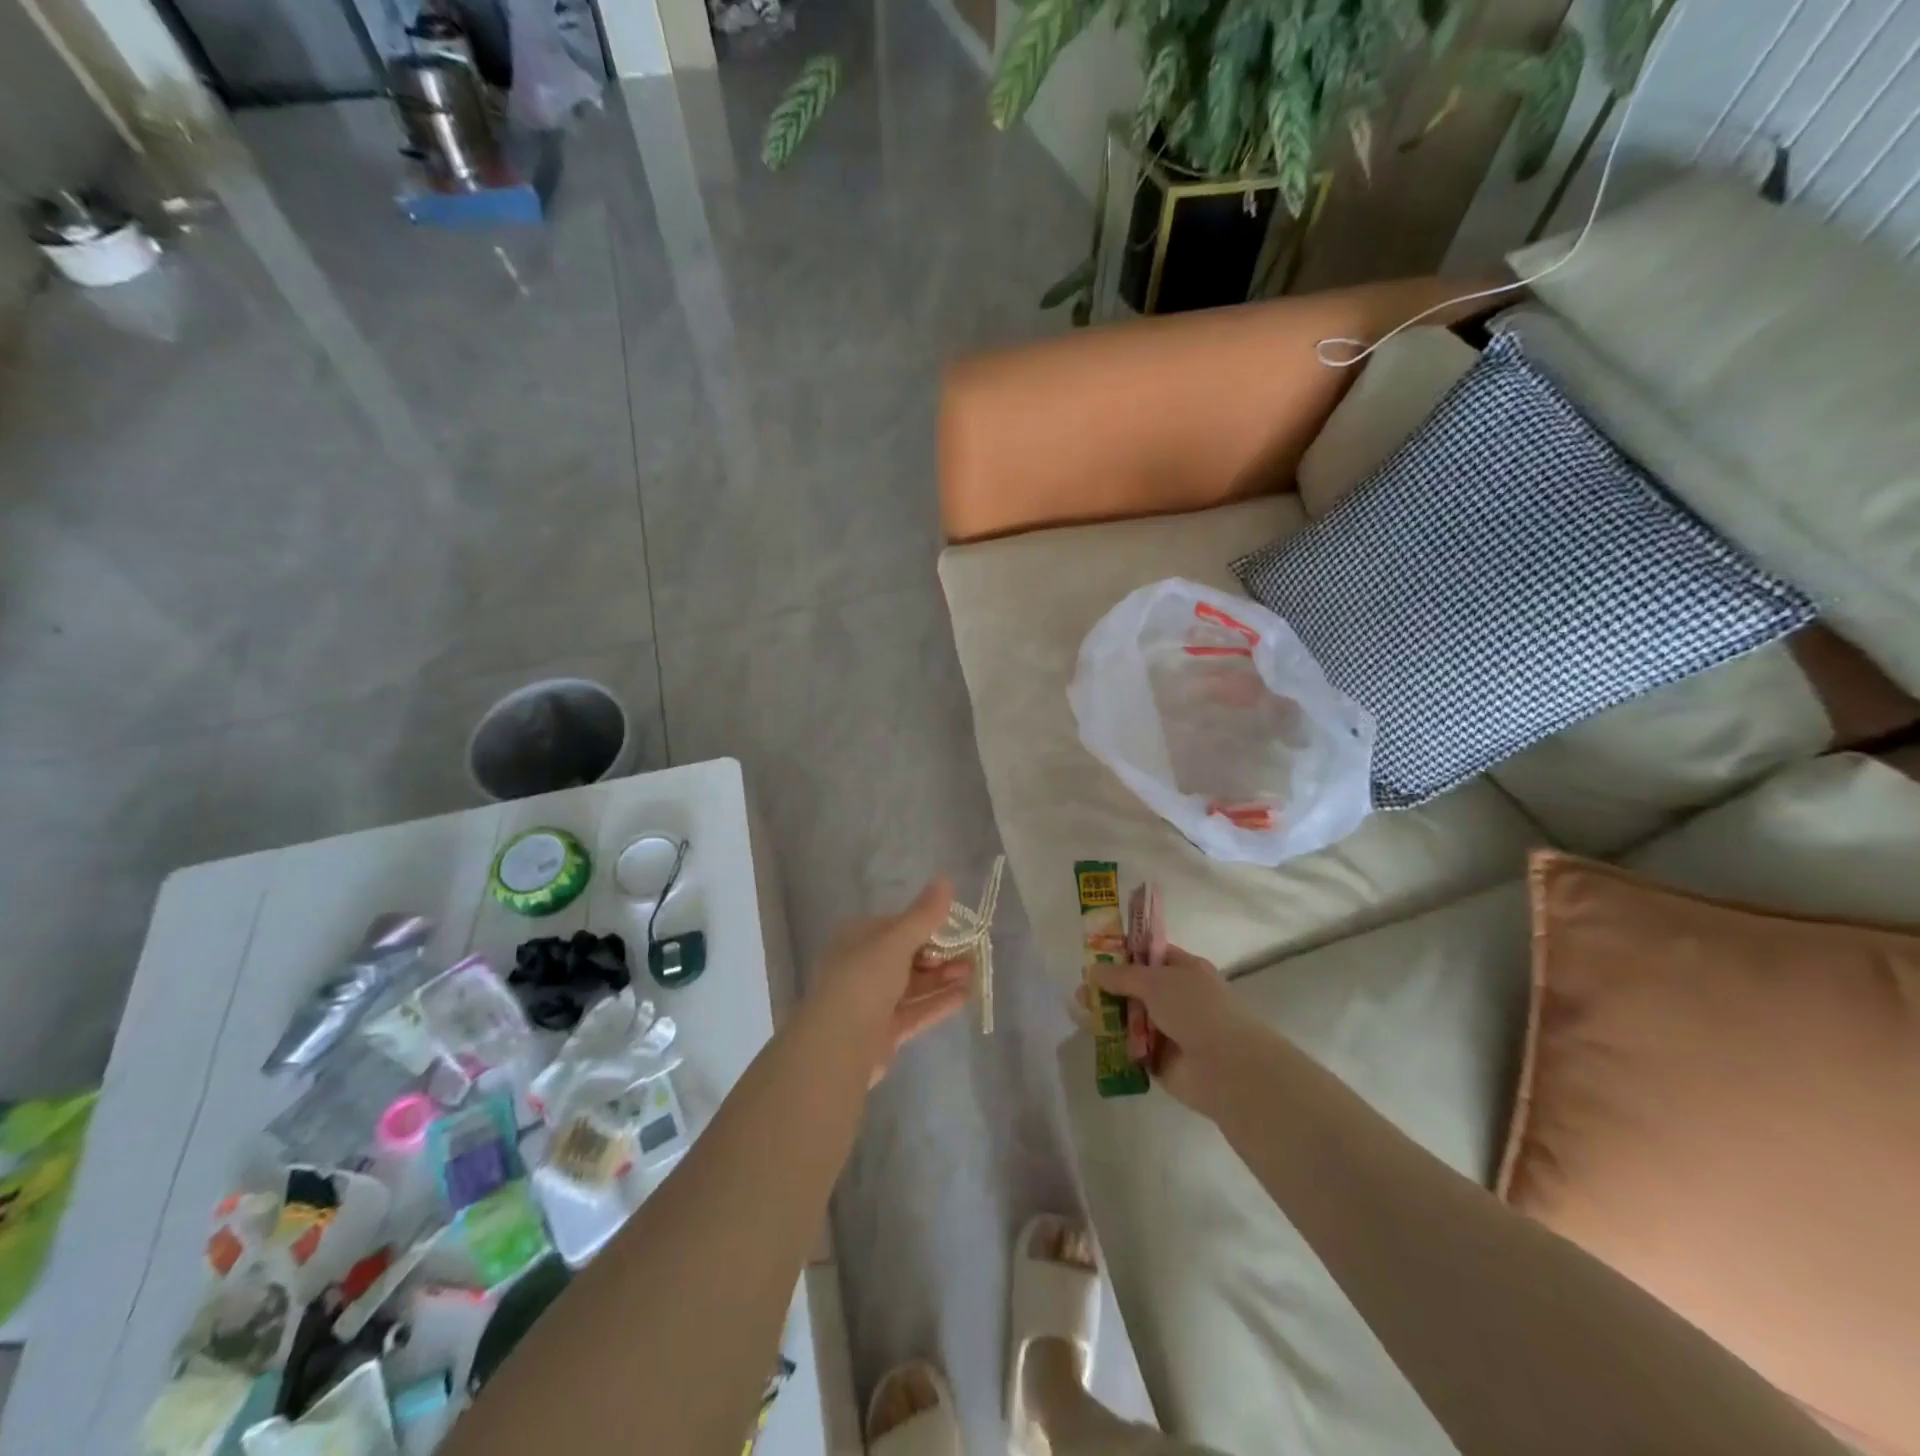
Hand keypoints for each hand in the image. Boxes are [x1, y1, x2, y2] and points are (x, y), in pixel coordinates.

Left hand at [807, 877, 976, 1085]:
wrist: (838, 1045)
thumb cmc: (864, 980)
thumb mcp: (896, 940)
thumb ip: (924, 914)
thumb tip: (946, 878)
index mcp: (857, 939)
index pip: (896, 926)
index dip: (926, 926)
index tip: (953, 928)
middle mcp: (861, 968)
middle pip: (906, 957)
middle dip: (939, 955)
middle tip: (970, 955)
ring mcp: (871, 1002)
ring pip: (912, 985)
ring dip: (942, 978)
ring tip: (973, 973)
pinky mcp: (883, 1032)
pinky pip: (915, 1011)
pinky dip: (938, 1003)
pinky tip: (965, 996)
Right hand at [1085, 946, 1259, 1115]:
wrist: (1228, 1068)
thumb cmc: (1197, 1010)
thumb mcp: (1157, 981)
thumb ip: (1122, 975)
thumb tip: (1093, 970)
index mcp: (1184, 970)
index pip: (1148, 954)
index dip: (1122, 953)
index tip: (1094, 955)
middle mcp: (1176, 997)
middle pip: (1134, 987)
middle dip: (1107, 986)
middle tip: (1082, 989)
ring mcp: (1168, 1029)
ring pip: (1129, 1016)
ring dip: (1106, 1012)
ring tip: (1081, 1010)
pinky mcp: (1158, 1059)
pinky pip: (1130, 1045)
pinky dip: (1112, 1040)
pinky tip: (1091, 1033)